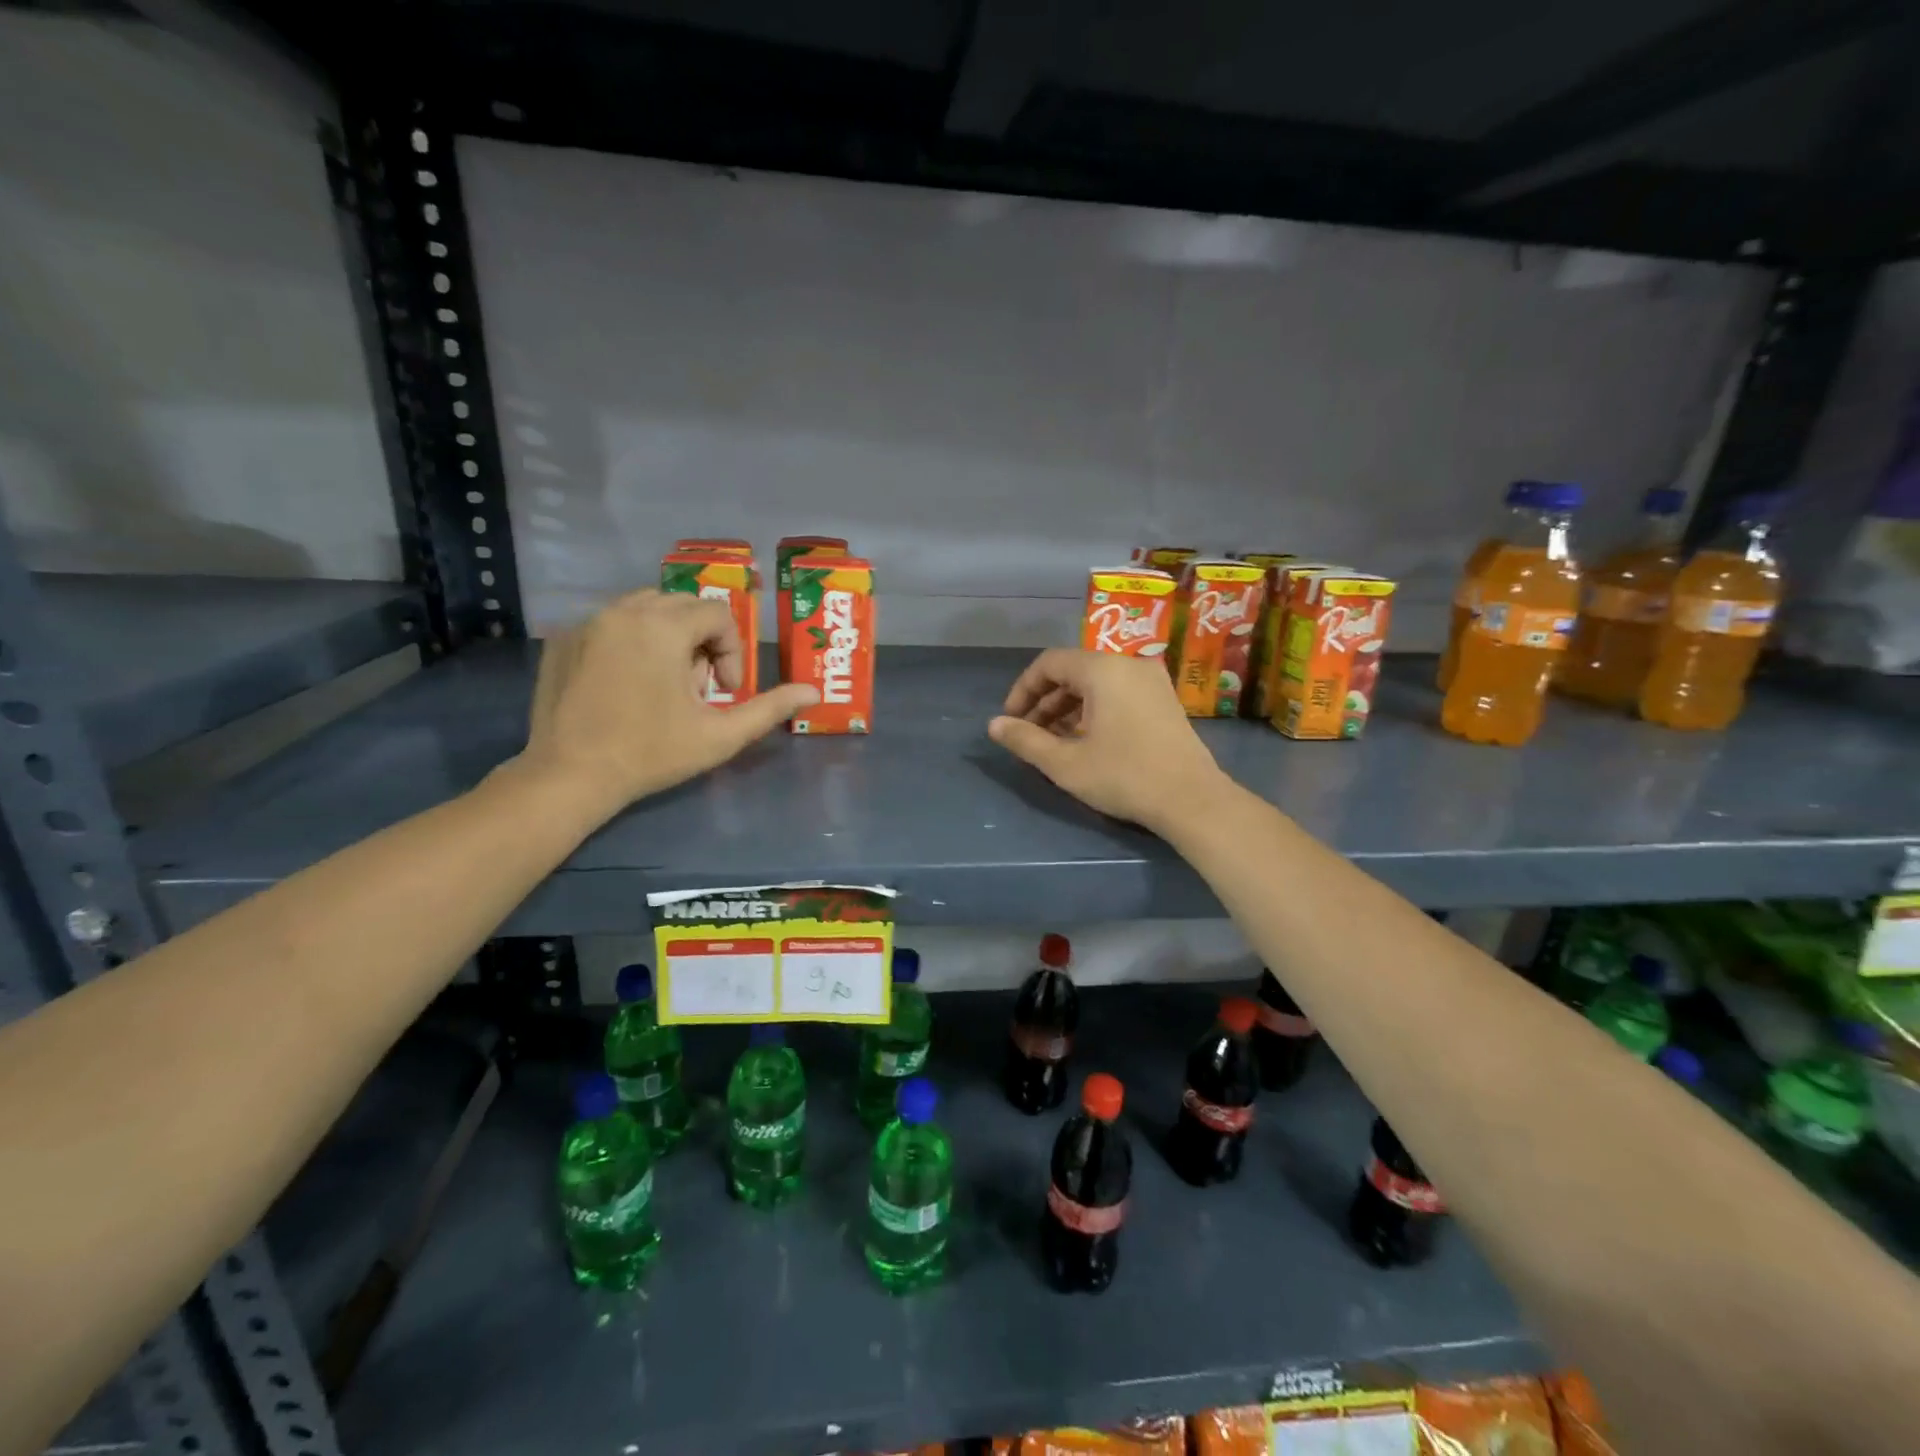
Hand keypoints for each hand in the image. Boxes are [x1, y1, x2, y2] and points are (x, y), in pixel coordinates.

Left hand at [521, 589, 817, 811]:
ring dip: (668, 635)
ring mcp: (587, 622)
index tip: (723, 692)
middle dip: (701, 640)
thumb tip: (813, 692)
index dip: (731, 651)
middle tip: (697, 687)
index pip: (717, 614)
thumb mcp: (720, 735)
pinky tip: (627, 683)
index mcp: (663, 627)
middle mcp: (624, 610)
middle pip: (683, 605)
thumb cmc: (651, 754)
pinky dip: (630, 641)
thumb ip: (769, 708)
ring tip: (665, 682)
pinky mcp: (563, 639)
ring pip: (645, 607)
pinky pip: (610, 622)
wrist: (570, 776)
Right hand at [987, 648, 1229, 831]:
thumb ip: (1025, 740)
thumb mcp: (1065, 763)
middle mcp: (1128, 664)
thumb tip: (994, 725)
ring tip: (1053, 741)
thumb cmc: (1124, 777)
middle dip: (1045, 701)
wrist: (1192, 800)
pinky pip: (1118, 692)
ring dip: (1068, 707)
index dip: (1023, 690)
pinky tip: (1085, 740)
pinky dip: (1094, 709)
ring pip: (1096, 683)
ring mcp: (1151, 680)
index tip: (1011, 720)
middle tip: (1029, 734)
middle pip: (1073, 671)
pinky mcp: (1164, 700)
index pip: (1049, 663)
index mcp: (1103, 670)